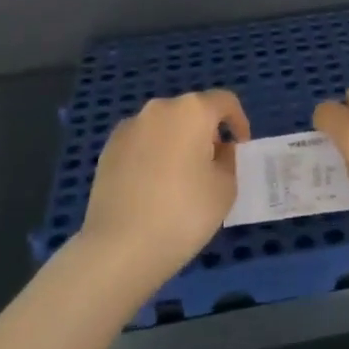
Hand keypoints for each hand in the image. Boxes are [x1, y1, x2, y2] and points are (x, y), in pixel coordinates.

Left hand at [79, 91, 249, 297]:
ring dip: (178, 143)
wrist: (119, 247)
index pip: (225, 101)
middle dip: (206, 133)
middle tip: (212, 166)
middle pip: (192, 112)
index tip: (240, 148)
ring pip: (164, 127)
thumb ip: (228, 161)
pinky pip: (141, 143)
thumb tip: (217, 151)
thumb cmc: (183, 213)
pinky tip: (152, 188)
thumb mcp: (225, 189)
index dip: (239, 121)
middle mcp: (159, 109)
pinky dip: (153, 155)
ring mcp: (129, 127)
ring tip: (180, 180)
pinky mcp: (108, 149)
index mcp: (192, 110)